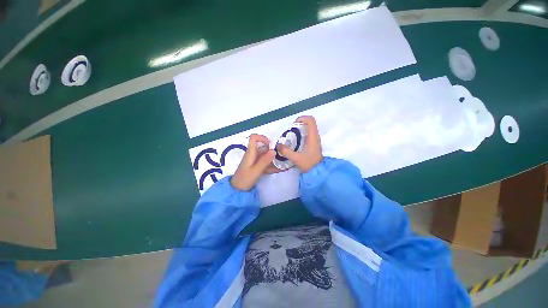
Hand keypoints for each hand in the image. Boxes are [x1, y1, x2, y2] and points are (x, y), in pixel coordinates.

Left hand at [231, 134, 277, 190]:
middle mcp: (253, 155)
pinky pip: (266, 164)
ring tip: (284, 164)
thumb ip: (264, 161)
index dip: (262, 138)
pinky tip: (280, 170)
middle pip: (263, 148)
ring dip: (274, 160)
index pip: (254, 138)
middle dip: (273, 151)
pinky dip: (272, 166)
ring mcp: (255, 161)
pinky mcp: (257, 167)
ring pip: (266, 157)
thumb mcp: (256, 170)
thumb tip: (274, 150)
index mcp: (250, 153)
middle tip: (282, 157)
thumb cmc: (244, 179)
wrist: (237, 190)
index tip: (271, 145)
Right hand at [277, 116, 322, 171]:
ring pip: (309, 128)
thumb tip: (278, 145)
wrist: (319, 172)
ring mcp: (315, 140)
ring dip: (300, 129)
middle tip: (290, 130)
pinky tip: (295, 142)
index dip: (302, 118)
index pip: (310, 120)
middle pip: (309, 123)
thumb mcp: (296, 158)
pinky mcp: (313, 144)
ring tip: (291, 135)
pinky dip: (301, 134)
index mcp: (313, 137)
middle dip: (299, 123)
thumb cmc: (309, 164)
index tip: (293, 124)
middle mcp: (315, 136)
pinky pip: (308, 134)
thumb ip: (286, 151)